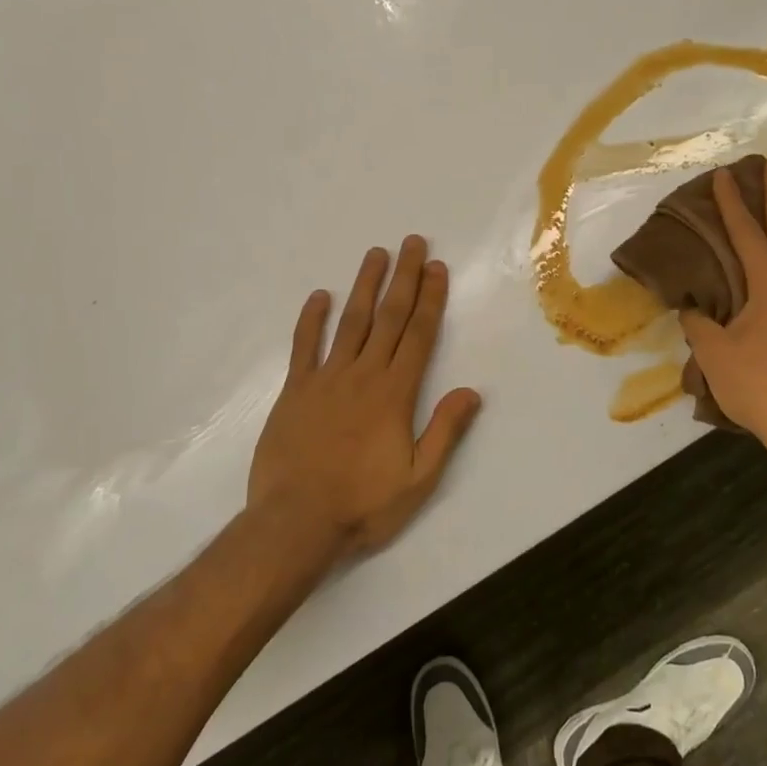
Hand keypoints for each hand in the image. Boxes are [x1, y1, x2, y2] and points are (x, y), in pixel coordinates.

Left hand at [247, 236, 482, 559]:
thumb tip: (471, 391)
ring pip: (351, 322)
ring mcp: (325, 379)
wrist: (295, 522)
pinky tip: (320, 296)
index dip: (430, 299)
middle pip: (389, 317)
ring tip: (376, 254)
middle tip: (412, 243)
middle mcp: (363, 375)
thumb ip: (445, 431)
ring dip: (365, 286)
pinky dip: (312, 319)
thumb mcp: (418, 479)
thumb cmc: (362, 504)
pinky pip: (304, 346)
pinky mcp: (295, 390)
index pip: (418, 334)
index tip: (437, 268)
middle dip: (404, 277)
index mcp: (395, 393)